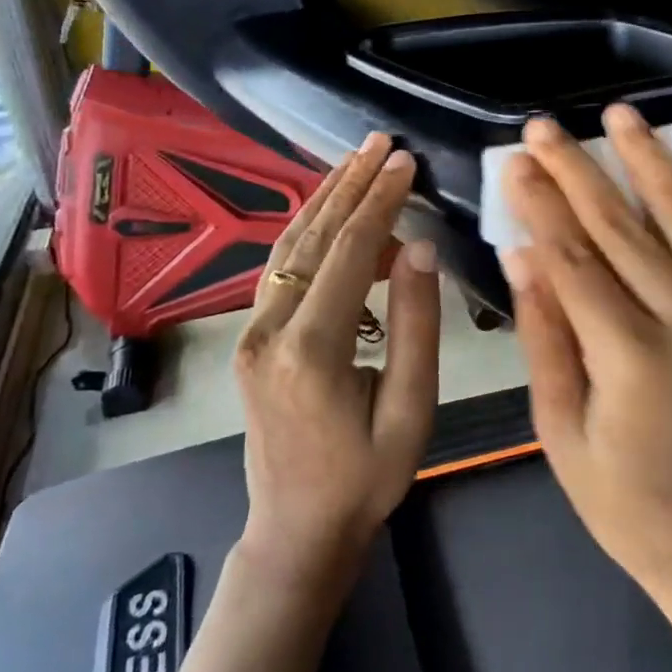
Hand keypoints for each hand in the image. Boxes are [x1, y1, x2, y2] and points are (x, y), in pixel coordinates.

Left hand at [234, 133, 438, 597]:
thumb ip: (416, 326)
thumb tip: (420, 248)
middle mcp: (269, 330)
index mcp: (311, 350)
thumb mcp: (411, 411)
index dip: (380, 202)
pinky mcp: (251, 338)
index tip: (406, 161)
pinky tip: (330, 210)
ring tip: (358, 161)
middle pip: (312, 238)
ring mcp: (251, 332)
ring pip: (288, 247)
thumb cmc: (365, 479)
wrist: (297, 529)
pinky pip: (280, 269)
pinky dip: (309, 231)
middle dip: (349, 185)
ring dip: (325, 199)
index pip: (350, 253)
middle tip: (381, 143)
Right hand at [500, 105, 671, 652]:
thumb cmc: (637, 511)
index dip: (539, 204)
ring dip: (649, 161)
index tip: (515, 161)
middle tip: (545, 125)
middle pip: (621, 226)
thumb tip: (521, 257)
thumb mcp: (566, 439)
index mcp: (629, 356)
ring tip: (620, 114)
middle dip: (578, 169)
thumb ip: (547, 341)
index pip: (572, 257)